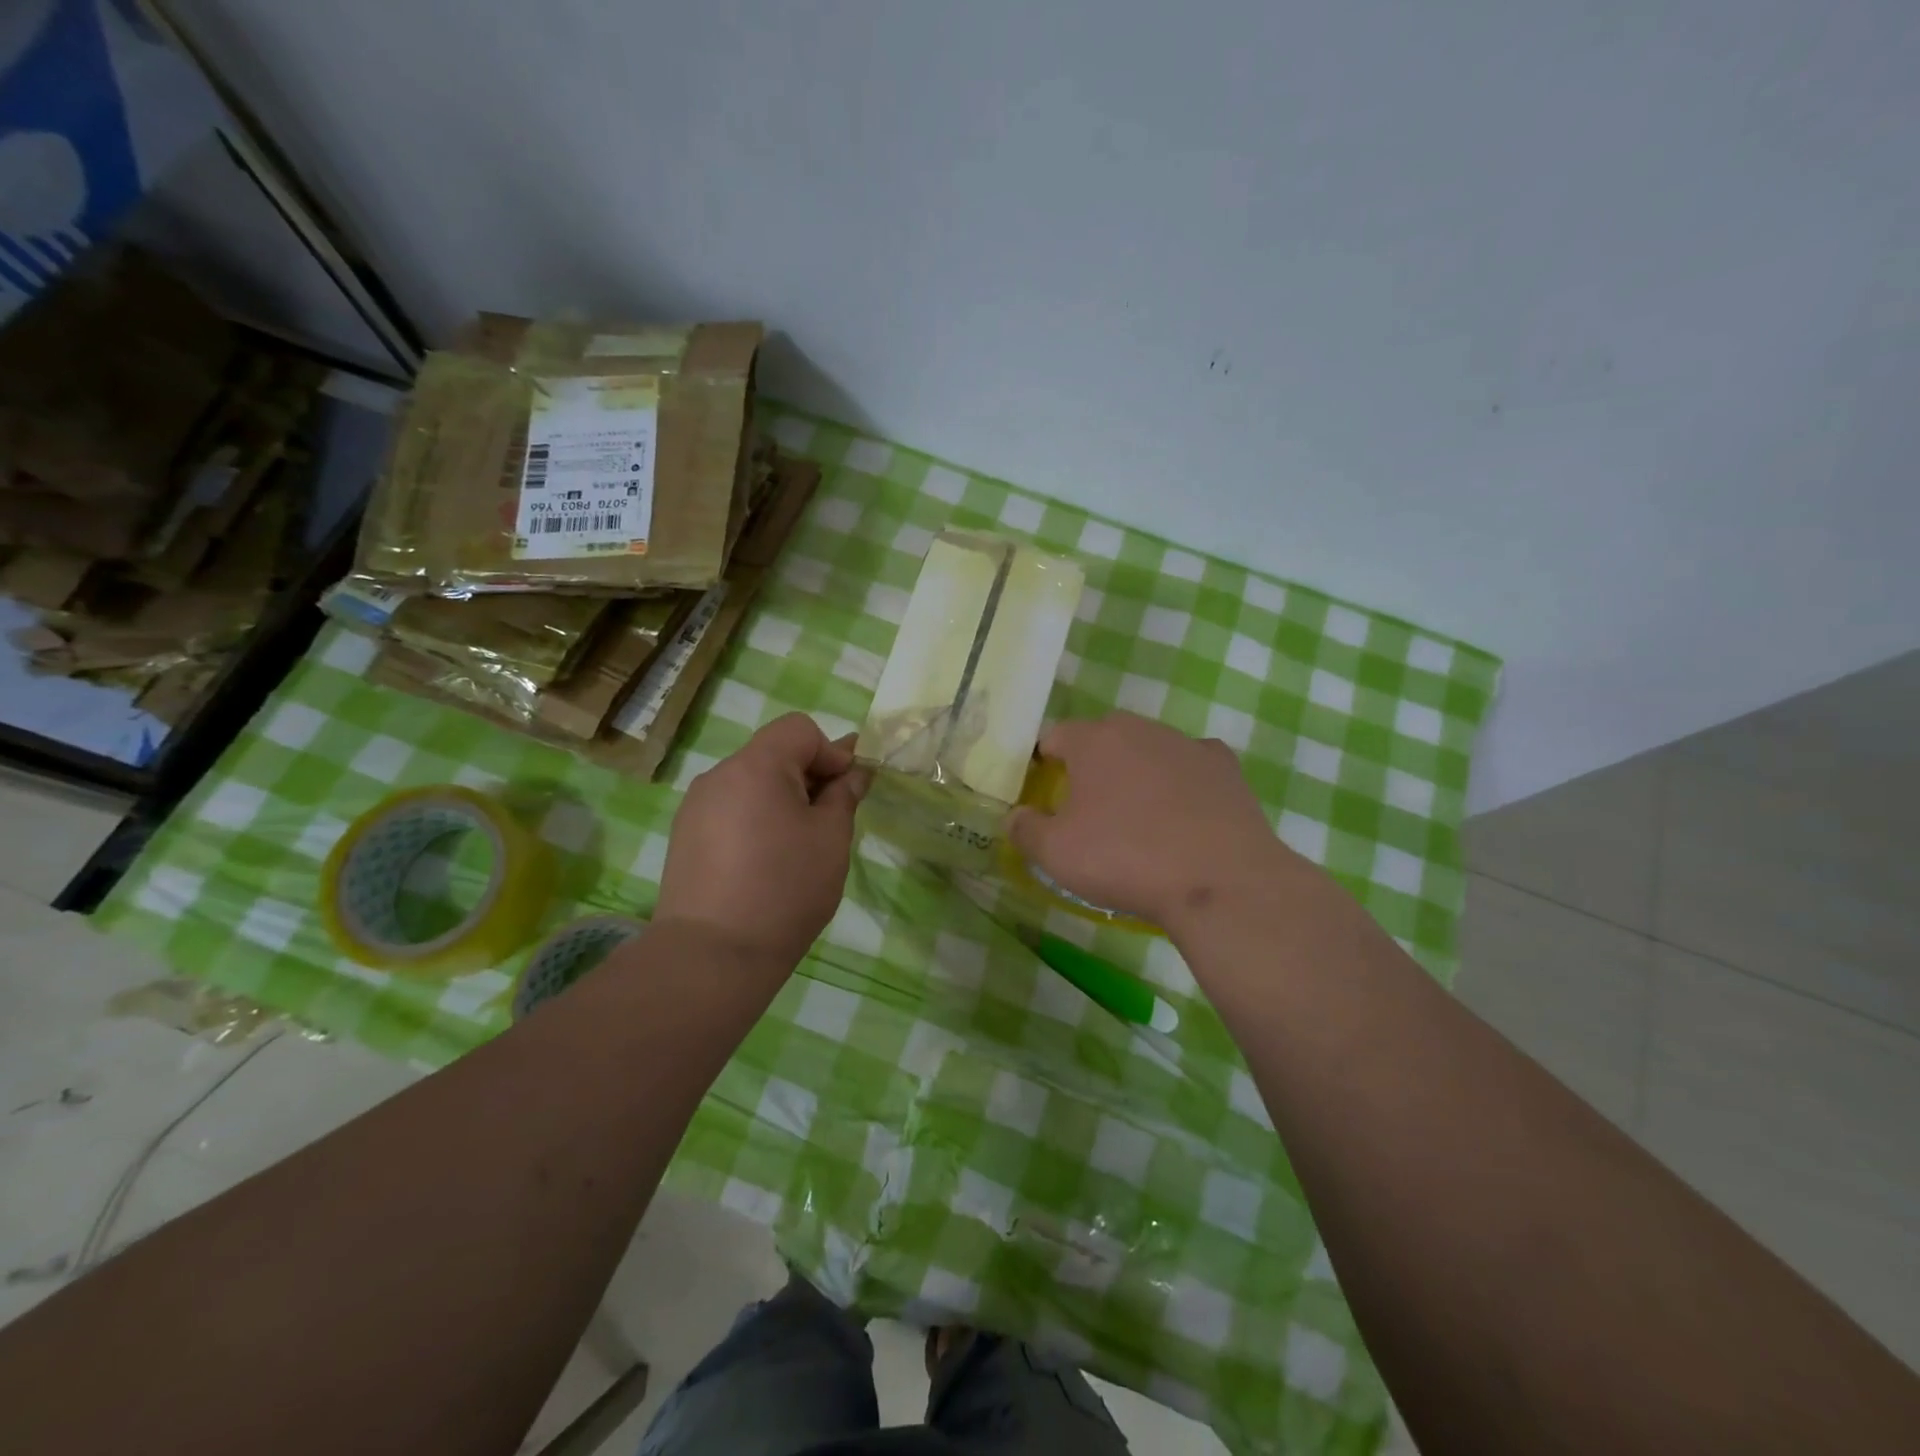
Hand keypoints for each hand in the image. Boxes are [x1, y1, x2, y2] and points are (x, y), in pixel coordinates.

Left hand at [656, 713, 866, 976]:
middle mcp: (719, 776)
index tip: (846, 793)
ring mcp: (696, 807)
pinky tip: (762, 864)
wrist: (713, 956)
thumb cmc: (785, 889)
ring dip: (781, 800)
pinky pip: (731, 811)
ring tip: (795, 849)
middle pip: (774, 754)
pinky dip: (754, 821)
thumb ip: (844, 796)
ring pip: (752, 784)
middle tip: (827, 823)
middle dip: (808, 777)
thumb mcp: (831, 839)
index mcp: (755, 766)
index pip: (800, 729)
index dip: (831, 752)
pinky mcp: (684, 837)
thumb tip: (854, 773)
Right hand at [1006, 712, 1303, 933]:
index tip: (1043, 793)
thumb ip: (1025, 829)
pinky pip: (1191, 765)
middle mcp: (1140, 729)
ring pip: (1148, 749)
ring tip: (1139, 817)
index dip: (1043, 763)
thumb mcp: (1056, 854)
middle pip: (1104, 738)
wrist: (1219, 880)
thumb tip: (1015, 817)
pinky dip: (1182, 782)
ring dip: (1137, 772)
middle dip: (1091, 764)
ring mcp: (1187, 744)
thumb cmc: (1125, 858)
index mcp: (1094, 740)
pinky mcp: (1225, 768)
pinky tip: (1184, 813)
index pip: (1055, 736)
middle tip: (1088, 808)